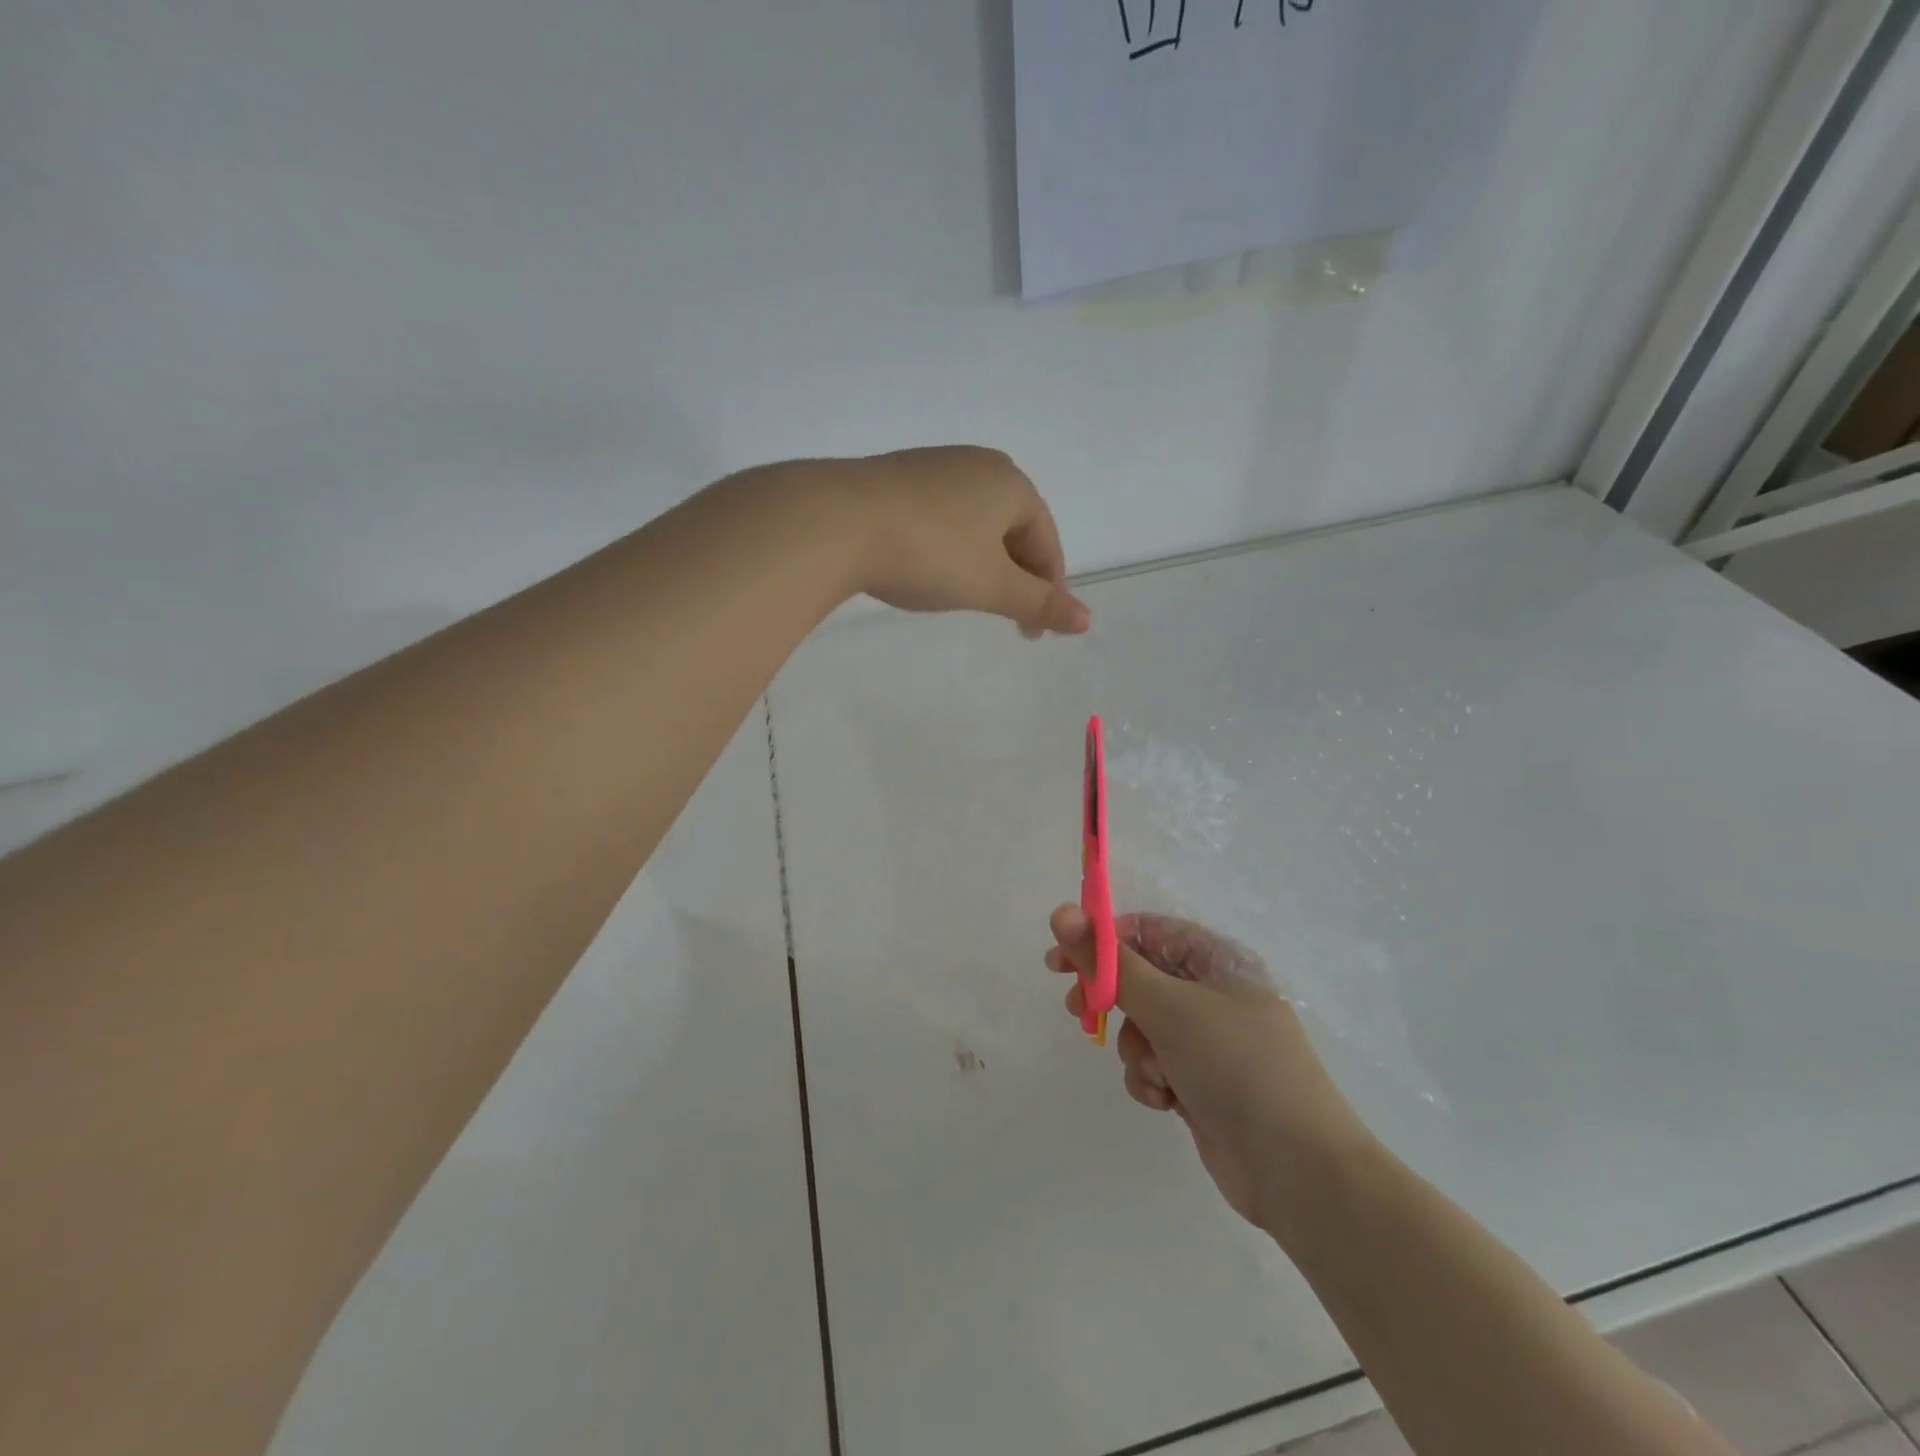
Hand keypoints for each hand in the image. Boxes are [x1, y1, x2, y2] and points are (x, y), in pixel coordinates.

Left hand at [850, 447, 1089, 636]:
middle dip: (1015, 576)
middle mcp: (978, 464)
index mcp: (1012, 484)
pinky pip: (941, 516)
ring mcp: (934, 466)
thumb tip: (1087, 620)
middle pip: (1014, 530)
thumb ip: (1040, 603)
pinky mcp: (897, 476)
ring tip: (967, 595)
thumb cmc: (928, 554)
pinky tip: (928, 567)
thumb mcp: (990, 586)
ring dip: (982, 562)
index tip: (1033, 632)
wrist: (837, 521)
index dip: (1047, 591)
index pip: (1046, 543)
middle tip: (1005, 617)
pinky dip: (948, 546)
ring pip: (976, 523)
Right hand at [1046, 906, 1374, 1231]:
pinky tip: (1166, 1100)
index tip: (1060, 959)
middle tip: (1077, 1010)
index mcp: (1217, 960)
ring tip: (1156, 1072)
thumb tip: (1060, 913)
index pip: (1146, 931)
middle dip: (1110, 997)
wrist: (1297, 1171)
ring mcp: (1207, 1040)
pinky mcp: (1200, 1080)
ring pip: (1142, 1025)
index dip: (1101, 940)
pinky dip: (1150, 1078)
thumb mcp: (1168, 1007)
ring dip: (1136, 1048)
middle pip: (1139, 977)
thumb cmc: (1235, 1066)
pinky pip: (1154, 1063)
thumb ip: (1110, 963)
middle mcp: (1213, 993)